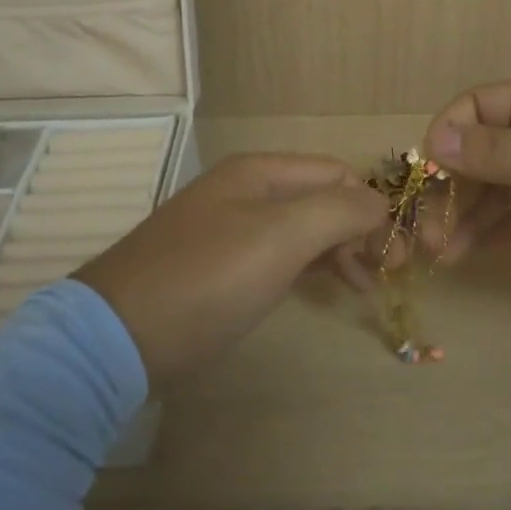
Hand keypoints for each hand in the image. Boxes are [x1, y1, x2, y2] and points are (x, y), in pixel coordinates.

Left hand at [76, 154, 389, 382]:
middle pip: (321, 198)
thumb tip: (380, 203)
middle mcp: (245, 191)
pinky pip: (277, 254)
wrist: (117, 337)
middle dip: (358, 231)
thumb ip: (338, 211)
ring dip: (338, 250)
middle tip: (383, 277)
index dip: (371, 208)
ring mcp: (230, 228)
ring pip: (302, 228)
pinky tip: (321, 288)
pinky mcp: (219, 266)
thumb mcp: (280, 238)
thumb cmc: (206, 279)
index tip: (393, 257)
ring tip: (361, 288)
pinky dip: (308, 267)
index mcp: (259, 172)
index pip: (337, 173)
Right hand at [422, 74, 510, 296]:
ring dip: (472, 214)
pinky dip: (502, 228)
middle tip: (431, 239)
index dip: (444, 139)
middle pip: (485, 149)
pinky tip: (477, 252)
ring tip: (447, 256)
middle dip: (454, 188)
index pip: (476, 107)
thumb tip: (433, 142)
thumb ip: (494, 153)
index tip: (425, 184)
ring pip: (504, 185)